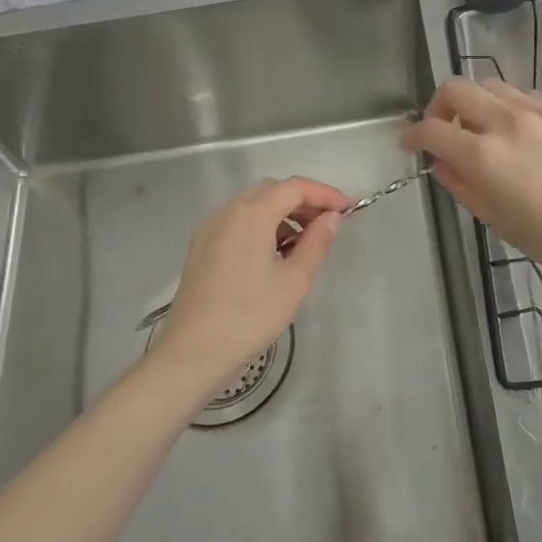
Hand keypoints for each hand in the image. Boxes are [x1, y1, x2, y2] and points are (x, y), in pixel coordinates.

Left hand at [148, 177, 350, 404]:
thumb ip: (316, 243)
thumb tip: (331, 218)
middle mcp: (227, 212)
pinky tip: (273, 255)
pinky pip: (237, 223)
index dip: (325, 194)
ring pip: (252, 205)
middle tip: (328, 225)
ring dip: (282, 214)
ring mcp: (209, 230)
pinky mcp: (201, 249)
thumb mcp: (294, 281)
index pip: (295, 187)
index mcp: (251, 214)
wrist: (192, 354)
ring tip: (304, 243)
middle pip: (272, 190)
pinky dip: (261, 226)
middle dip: (303, 201)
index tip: (349, 210)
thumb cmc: (250, 317)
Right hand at [402, 78, 541, 291]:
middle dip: (439, 106)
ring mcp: (541, 110)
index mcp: (484, 155)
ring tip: (483, 129)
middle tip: (443, 130)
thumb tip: (442, 163)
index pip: (432, 129)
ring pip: (492, 85)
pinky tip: (521, 133)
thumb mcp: (497, 219)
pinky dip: (510, 107)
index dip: (413, 135)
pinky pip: (526, 96)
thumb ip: (462, 185)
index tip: (410, 144)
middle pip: (457, 89)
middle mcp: (508, 121)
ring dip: (476, 103)